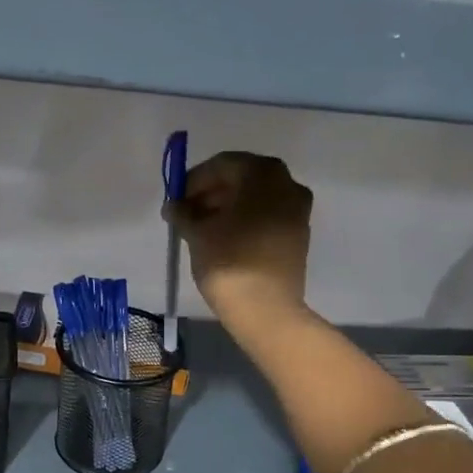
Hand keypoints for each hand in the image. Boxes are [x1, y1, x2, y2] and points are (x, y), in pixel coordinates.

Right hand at [165, 151, 311, 335]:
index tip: (176, 199)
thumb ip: (183, 212)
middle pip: (242, 178)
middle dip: (212, 192)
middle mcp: (287, 183)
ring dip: (227, 207)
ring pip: (256, 198)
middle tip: (187, 212)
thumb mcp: (197, 233)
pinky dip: (244, 220)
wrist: (265, 308)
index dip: (195, 180)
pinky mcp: (298, 234)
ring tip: (201, 228)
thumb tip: (174, 206)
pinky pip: (267, 216)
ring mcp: (297, 209)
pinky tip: (223, 239)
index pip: (222, 164)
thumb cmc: (228, 261)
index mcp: (262, 174)